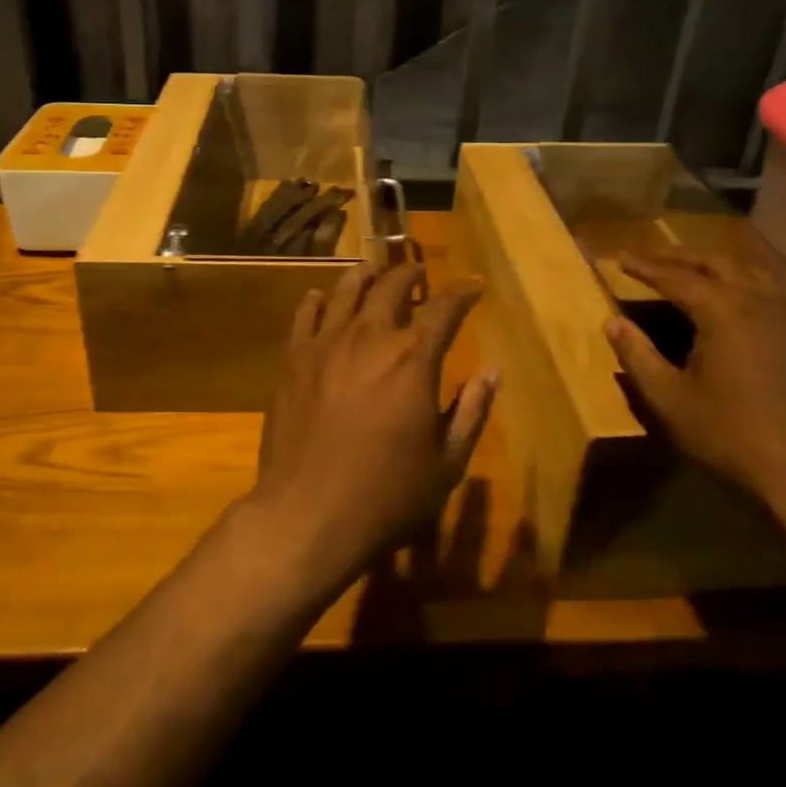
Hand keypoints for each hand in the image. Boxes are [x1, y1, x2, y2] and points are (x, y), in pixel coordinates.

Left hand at [250, 261, 497, 587]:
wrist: (307, 516)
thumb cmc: (387, 496)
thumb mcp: (447, 463)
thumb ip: (471, 411)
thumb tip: (492, 372)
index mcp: (413, 359)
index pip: (443, 309)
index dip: (462, 294)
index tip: (472, 286)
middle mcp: (370, 338)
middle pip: (391, 287)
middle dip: (410, 274)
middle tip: (419, 271)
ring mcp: (326, 345)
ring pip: (346, 291)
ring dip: (365, 276)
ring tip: (373, 271)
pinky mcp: (293, 361)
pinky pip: (305, 316)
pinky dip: (316, 300)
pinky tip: (320, 297)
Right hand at [602, 242, 785, 510]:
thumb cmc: (731, 434)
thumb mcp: (670, 399)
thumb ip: (638, 356)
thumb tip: (612, 323)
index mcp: (723, 311)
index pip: (675, 277)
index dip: (644, 267)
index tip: (619, 258)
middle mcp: (759, 302)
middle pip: (717, 263)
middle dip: (680, 257)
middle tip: (652, 258)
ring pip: (752, 271)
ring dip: (718, 264)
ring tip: (695, 268)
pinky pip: (774, 292)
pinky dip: (747, 283)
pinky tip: (739, 301)